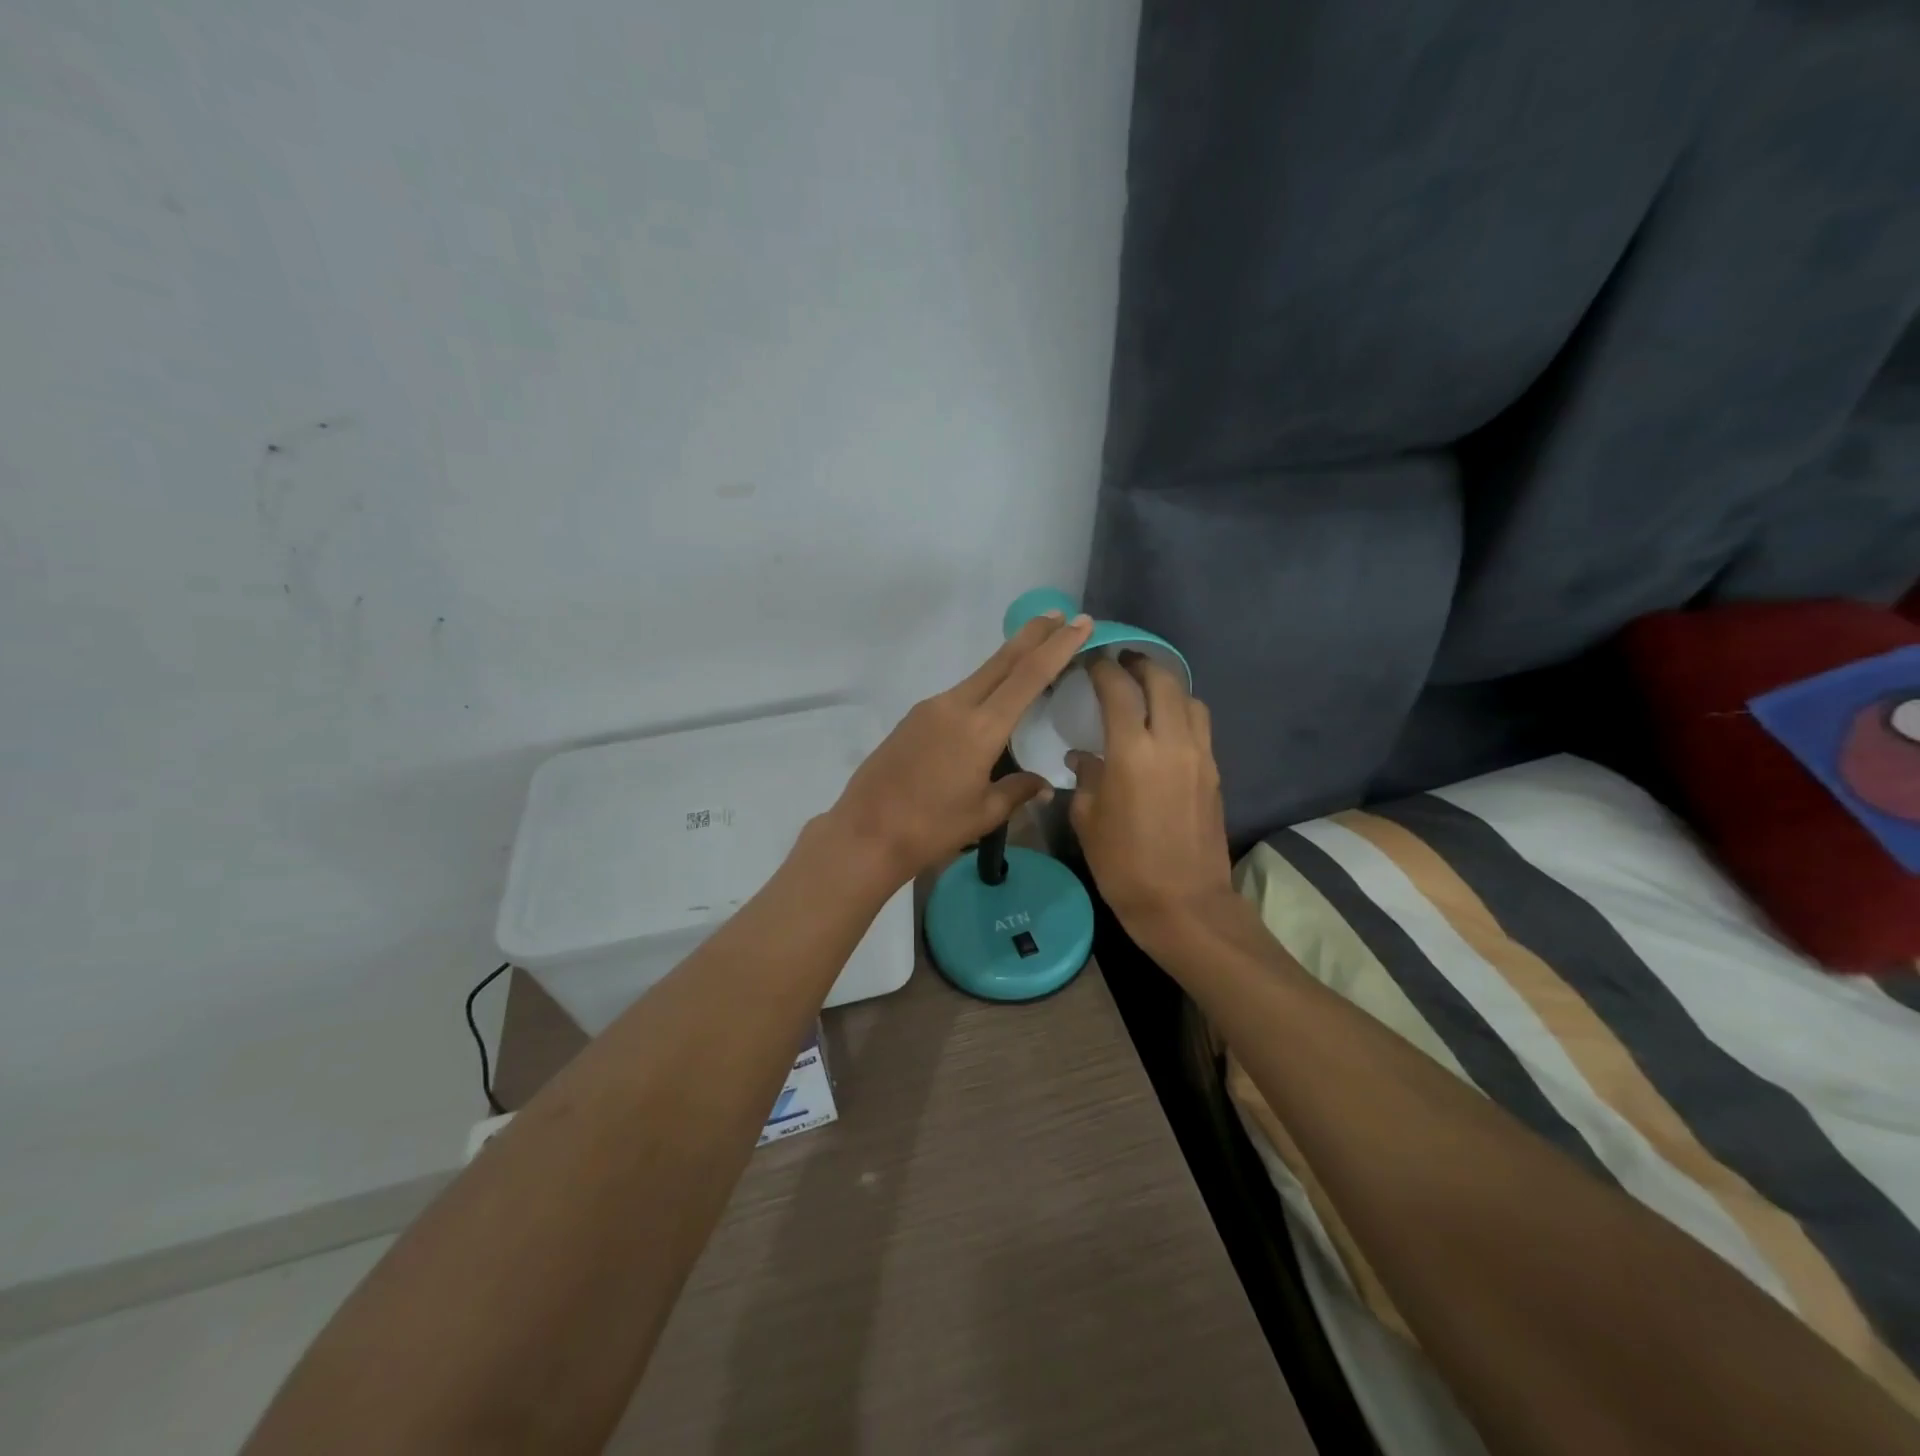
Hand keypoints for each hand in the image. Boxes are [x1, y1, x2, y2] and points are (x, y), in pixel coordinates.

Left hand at [827, 611, 1094, 887]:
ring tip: (1033, 654)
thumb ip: (1017, 791)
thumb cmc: (930, 828)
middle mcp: (955, 706)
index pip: (1029, 676)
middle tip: (1059, 615)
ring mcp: (930, 709)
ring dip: (1008, 661)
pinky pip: (958, 695)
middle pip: (1002, 661)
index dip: (1058, 646)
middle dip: (1033, 636)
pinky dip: (984, 687)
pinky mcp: (913, 719)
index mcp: (981, 728)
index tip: (1080, 622)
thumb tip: (1043, 785)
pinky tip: (991, 701)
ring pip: (979, 676)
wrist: (865, 833)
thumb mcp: (983, 813)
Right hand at [1067, 654, 1236, 945]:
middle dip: (1141, 663)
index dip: (1103, 668)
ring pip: (1190, 700)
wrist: (1183, 904)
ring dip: (1167, 686)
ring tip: (1146, 691)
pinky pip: (1200, 727)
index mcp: (1133, 751)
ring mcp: (1200, 756)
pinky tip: (1164, 727)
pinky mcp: (1214, 773)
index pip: (1119, 689)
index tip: (1090, 661)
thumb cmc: (1124, 864)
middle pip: (1164, 680)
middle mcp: (1172, 742)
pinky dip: (1182, 713)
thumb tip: (1083, 757)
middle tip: (1121, 662)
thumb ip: (1085, 778)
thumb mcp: (1088, 820)